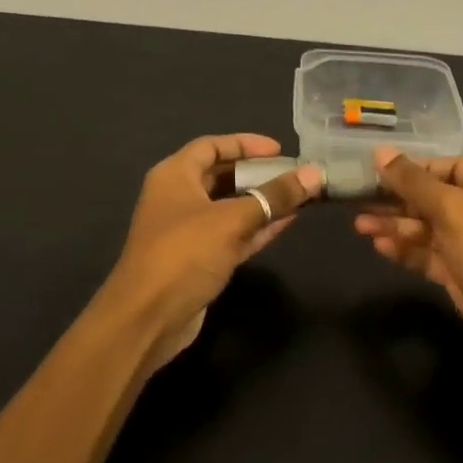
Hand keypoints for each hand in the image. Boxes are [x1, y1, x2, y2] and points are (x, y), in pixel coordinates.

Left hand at [104, 135, 321, 372]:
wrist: (147, 319)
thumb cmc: (184, 254)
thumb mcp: (232, 220)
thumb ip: (275, 196)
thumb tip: (314, 173)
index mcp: (174, 176)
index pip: (211, 146)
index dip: (245, 144)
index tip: (280, 150)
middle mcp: (178, 198)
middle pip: (222, 176)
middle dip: (258, 174)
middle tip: (294, 174)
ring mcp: (188, 231)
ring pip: (230, 207)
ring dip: (262, 202)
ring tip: (299, 196)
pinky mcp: (199, 260)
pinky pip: (233, 234)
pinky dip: (257, 227)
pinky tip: (288, 222)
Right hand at [354, 149, 462, 372]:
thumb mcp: (452, 209)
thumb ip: (413, 181)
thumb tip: (380, 151)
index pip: (449, 167)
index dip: (414, 168)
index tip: (377, 171)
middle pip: (434, 198)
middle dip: (398, 199)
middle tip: (359, 200)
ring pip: (428, 229)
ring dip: (396, 226)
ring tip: (360, 226)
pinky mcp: (461, 276)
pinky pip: (428, 256)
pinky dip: (406, 250)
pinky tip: (380, 247)